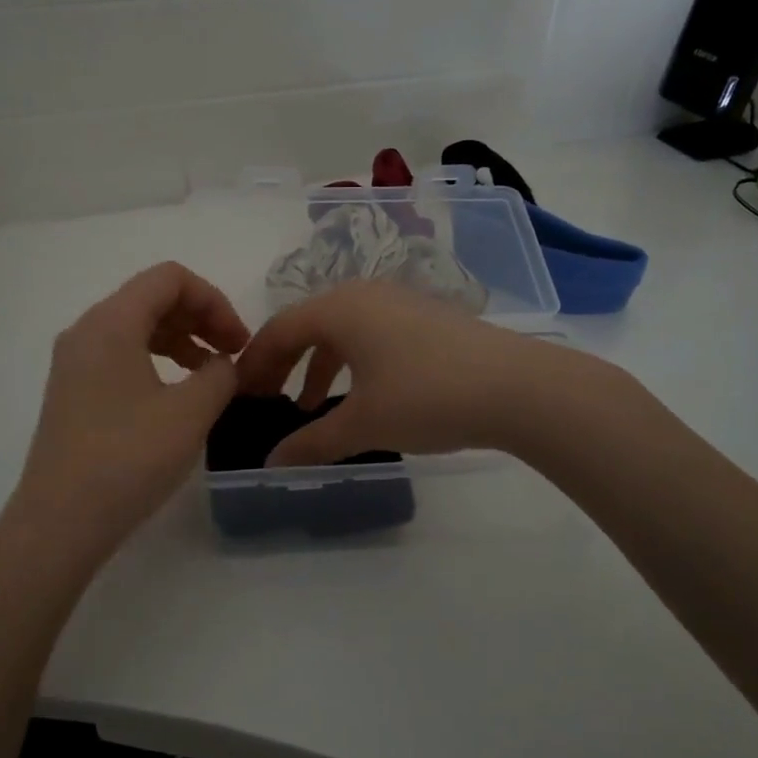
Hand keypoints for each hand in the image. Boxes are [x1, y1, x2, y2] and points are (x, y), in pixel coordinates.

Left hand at [12, 262, 248, 554]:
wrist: (59, 523)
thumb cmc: (128, 458)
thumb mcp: (191, 412)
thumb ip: (220, 374)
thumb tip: (222, 364)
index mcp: (111, 322)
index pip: (170, 278)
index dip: (214, 301)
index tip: (239, 342)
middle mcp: (86, 331)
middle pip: (152, 298)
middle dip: (200, 318)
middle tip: (233, 356)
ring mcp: (74, 363)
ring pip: (137, 328)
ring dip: (181, 340)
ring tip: (212, 375)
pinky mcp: (73, 392)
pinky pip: (121, 355)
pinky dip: (157, 361)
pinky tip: (178, 395)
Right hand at [234, 280, 552, 465]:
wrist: (516, 387)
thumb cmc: (427, 397)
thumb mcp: (363, 424)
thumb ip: (312, 443)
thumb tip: (271, 463)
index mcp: (338, 309)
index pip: (278, 330)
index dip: (254, 365)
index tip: (240, 398)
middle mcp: (363, 295)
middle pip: (306, 325)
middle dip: (283, 364)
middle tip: (267, 401)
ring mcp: (398, 302)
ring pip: (340, 330)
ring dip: (318, 366)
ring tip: (309, 407)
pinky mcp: (425, 317)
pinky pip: (370, 334)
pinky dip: (351, 362)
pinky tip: (360, 396)